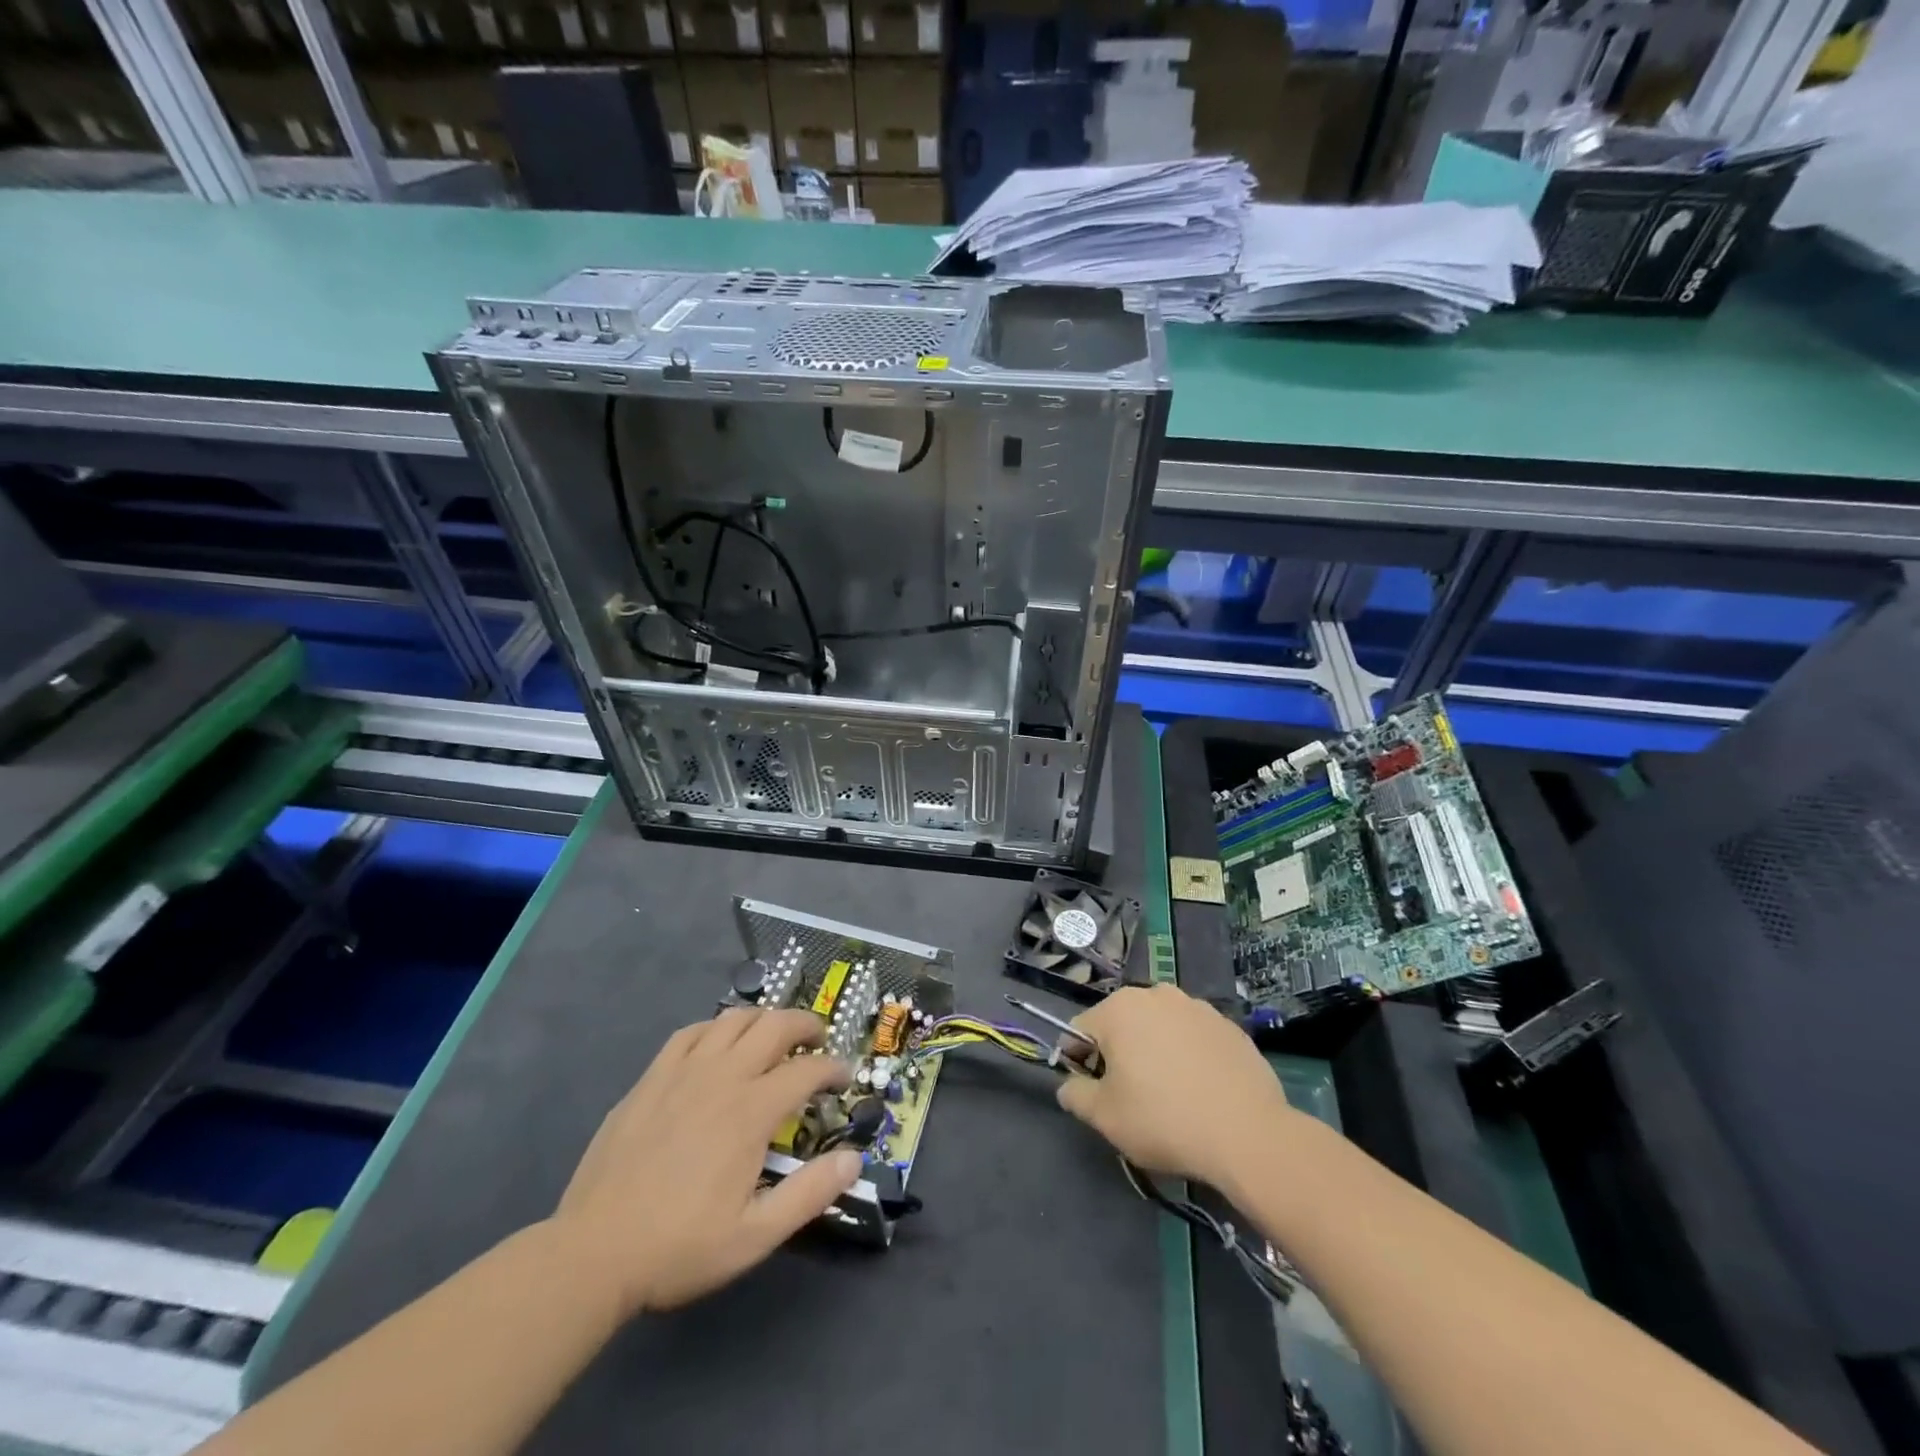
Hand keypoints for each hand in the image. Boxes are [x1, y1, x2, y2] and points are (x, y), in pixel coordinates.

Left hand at [552, 1007, 861, 1317]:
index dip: (833, 1068)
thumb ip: (810, 1193)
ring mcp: (682, 1072)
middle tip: (818, 1041)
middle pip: (774, 1025)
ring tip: (774, 1037)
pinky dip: (716, 1028)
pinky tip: (718, 1045)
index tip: (844, 1079)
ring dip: (763, 1020)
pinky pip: (690, 1032)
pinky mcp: (651, 1079)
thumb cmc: (679, 1248)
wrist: (592, 1254)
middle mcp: (722, 1077)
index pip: (807, 1070)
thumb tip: (855, 1159)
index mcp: (751, 1112)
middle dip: (806, 1025)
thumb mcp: (755, 1236)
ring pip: (733, 1019)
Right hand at [1056, 984, 1302, 1189]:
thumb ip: (1075, 1094)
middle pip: (1121, 1024)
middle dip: (1119, 1055)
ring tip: (1171, 1096)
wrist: (1248, 1134)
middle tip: (1132, 1099)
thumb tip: (1069, 1085)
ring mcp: (1196, 1007)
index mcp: (1119, 1008)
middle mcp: (1156, 994)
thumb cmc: (1164, 1120)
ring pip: (1159, 1029)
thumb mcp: (1104, 1117)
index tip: (1095, 1095)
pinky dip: (1189, 1057)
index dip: (1080, 1064)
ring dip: (1155, 1052)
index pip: (1081, 1031)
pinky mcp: (1229, 1025)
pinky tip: (1202, 1091)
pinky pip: (1193, 1038)